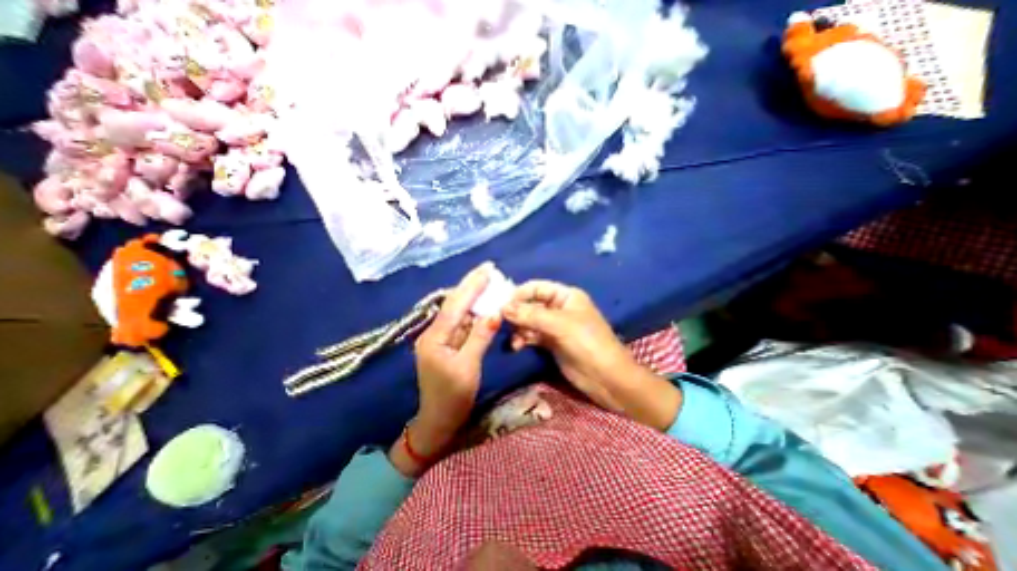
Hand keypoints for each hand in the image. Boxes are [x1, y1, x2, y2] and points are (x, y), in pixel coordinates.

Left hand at [389, 262, 499, 476]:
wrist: (438, 422)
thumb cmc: (452, 397)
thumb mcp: (468, 367)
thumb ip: (480, 337)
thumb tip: (495, 312)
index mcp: (434, 337)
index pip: (455, 305)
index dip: (471, 286)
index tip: (487, 270)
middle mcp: (434, 333)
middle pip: (454, 303)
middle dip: (471, 285)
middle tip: (488, 268)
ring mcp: (439, 338)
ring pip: (458, 311)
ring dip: (473, 296)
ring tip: (488, 280)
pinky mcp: (446, 344)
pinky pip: (461, 322)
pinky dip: (473, 311)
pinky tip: (482, 303)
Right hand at [503, 282, 682, 432]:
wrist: (607, 378)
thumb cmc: (587, 343)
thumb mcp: (560, 324)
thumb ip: (531, 314)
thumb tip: (503, 307)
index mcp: (566, 296)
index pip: (537, 287)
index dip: (519, 293)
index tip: (501, 304)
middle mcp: (559, 308)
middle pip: (531, 304)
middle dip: (517, 312)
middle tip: (501, 322)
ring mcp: (555, 326)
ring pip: (529, 321)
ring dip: (519, 328)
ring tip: (514, 340)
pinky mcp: (552, 343)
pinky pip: (532, 336)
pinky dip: (523, 339)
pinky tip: (518, 346)